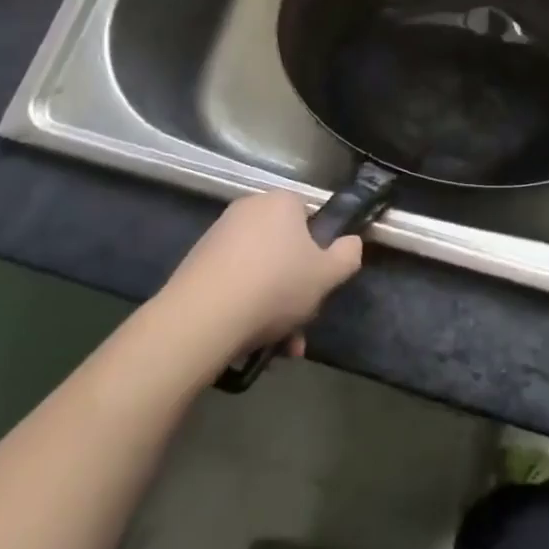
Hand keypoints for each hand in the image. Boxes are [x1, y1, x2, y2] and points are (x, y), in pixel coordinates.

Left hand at [165, 192, 362, 359]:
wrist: (202, 317)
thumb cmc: (275, 286)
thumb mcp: (327, 275)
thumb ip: (348, 255)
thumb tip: (351, 242)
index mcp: (281, 202)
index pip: (309, 216)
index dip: (318, 249)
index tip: (319, 282)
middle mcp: (249, 209)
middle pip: (283, 247)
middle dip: (295, 287)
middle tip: (301, 322)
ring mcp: (218, 235)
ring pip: (260, 271)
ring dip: (273, 306)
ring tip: (279, 346)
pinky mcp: (196, 263)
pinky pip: (233, 283)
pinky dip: (245, 307)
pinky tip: (251, 342)